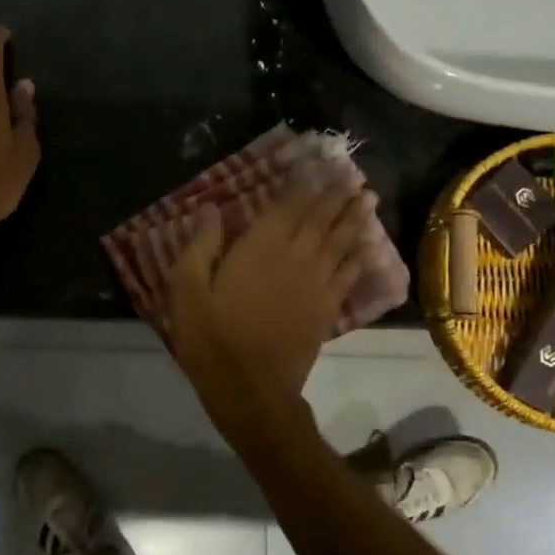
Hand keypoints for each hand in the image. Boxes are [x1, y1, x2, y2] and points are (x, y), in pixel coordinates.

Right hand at [166, 182, 377, 413]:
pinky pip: (350, 274)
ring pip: (342, 241)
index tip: (316, 165)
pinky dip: (360, 256)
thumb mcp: (187, 289)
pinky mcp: (327, 308)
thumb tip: (210, 208)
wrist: (250, 388)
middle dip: (336, 194)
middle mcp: (296, 256)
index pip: (287, 206)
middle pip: (321, 218)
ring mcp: (317, 283)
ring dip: (355, 218)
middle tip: (351, 174)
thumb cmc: (212, 337)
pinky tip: (367, 246)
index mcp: (260, 247)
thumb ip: (200, 245)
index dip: (303, 184)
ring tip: (368, 198)